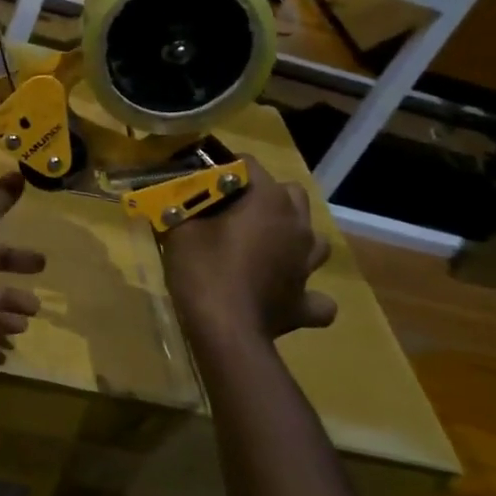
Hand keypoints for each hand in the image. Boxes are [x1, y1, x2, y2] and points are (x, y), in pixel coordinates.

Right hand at [163, 157, 336, 342]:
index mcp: (269, 200)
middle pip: (290, 195)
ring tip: (266, 248)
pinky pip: (317, 298)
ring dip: (294, 239)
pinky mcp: (305, 302)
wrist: (224, 329)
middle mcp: (297, 226)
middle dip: (267, 197)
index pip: (248, 166)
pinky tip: (288, 295)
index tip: (201, 183)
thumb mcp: (180, 230)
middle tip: (234, 212)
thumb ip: (183, 208)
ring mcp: (307, 266)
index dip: (223, 170)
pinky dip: (305, 295)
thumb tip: (179, 199)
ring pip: (314, 240)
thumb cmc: (203, 270)